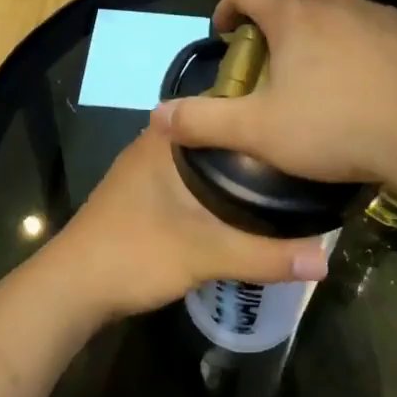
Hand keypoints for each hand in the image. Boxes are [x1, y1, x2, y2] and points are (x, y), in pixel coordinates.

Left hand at [55, 125, 330, 320]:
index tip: (302, 121)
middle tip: (303, 158)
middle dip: (257, 145)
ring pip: (205, 162)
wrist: (71, 290)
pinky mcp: (145, 198)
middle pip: (219, 136)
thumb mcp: (205, 254)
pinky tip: (244, 208)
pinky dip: (219, 190)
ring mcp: (148, 172)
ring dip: (237, 170)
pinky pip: (193, 182)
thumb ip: (265, 255)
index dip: (264, 111)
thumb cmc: (134, 254)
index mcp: (168, 137)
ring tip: (284, 181)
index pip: (225, 106)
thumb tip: (325, 260)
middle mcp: (157, 145)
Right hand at [149, 0, 396, 203]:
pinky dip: (361, 46)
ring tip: (321, 75)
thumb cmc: (336, 130)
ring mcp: (379, 13)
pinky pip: (375, 30)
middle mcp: (335, 1)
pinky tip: (368, 82)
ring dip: (320, 35)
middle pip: (293, 3)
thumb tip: (157, 115)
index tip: (224, 34)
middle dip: (275, 28)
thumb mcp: (259, 132)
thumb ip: (203, 122)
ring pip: (336, 14)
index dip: (227, 8)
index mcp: (294, 16)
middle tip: (271, 67)